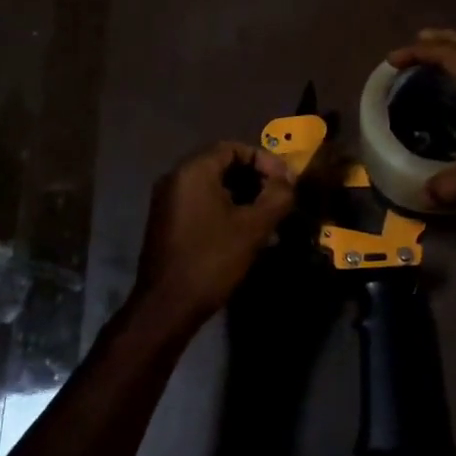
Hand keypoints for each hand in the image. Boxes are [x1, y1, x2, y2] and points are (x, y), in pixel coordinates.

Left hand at [135, 141, 295, 326]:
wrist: (167, 306)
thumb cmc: (212, 259)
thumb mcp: (254, 227)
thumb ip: (277, 197)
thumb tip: (288, 181)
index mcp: (193, 171)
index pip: (234, 148)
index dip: (264, 160)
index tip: (285, 181)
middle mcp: (176, 178)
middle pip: (223, 165)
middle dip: (255, 178)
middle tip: (279, 197)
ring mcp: (167, 201)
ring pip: (213, 186)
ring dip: (243, 195)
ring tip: (268, 217)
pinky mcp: (166, 223)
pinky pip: (201, 203)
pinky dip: (225, 209)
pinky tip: (245, 232)